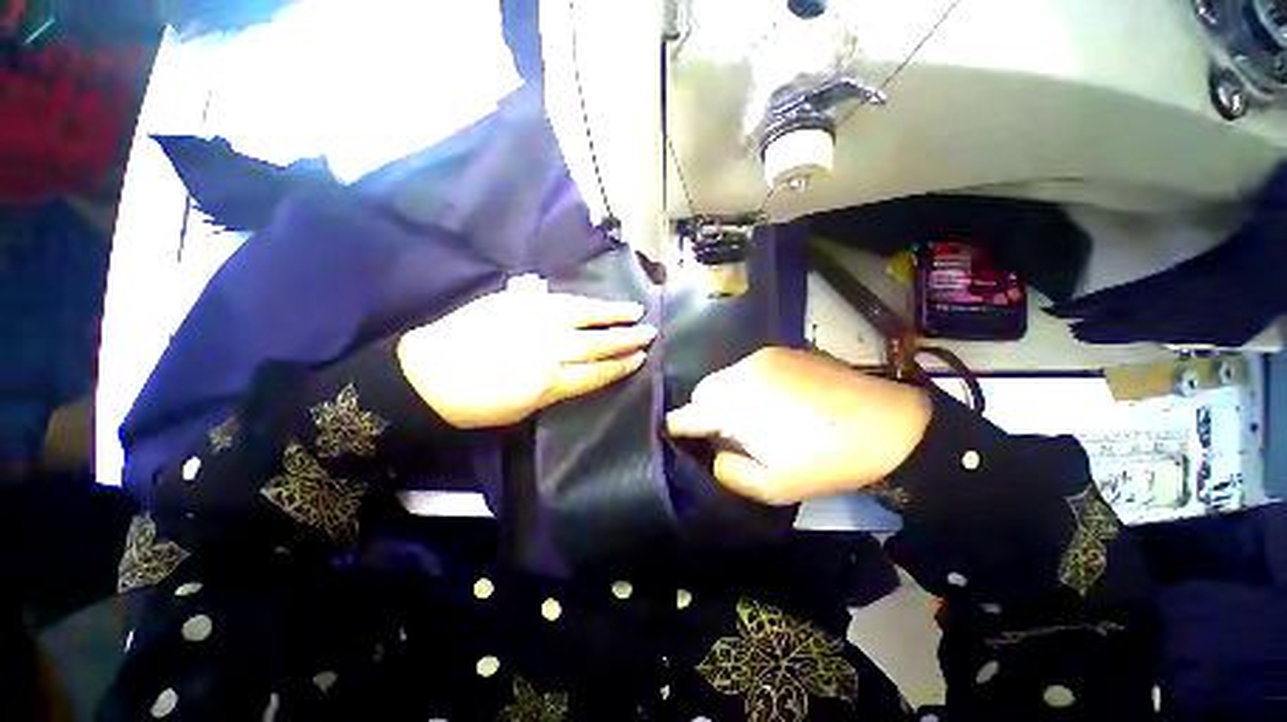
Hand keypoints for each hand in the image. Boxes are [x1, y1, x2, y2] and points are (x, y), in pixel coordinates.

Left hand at [397, 282, 654, 428]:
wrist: (429, 373)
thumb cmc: (476, 403)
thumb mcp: (523, 409)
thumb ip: (557, 387)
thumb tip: (581, 369)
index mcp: (548, 382)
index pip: (595, 372)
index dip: (620, 366)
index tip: (640, 359)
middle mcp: (547, 349)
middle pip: (596, 343)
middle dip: (626, 339)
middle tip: (650, 333)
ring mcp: (534, 322)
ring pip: (584, 317)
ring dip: (613, 314)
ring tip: (634, 310)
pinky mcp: (519, 304)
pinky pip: (560, 301)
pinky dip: (583, 302)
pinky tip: (597, 301)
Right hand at [666, 347, 931, 503]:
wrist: (889, 424)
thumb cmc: (828, 460)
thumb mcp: (774, 486)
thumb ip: (731, 473)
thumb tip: (715, 455)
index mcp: (735, 404)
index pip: (687, 413)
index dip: (678, 427)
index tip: (679, 438)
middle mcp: (742, 372)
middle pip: (703, 391)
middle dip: (706, 412)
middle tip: (728, 435)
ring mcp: (764, 357)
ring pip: (726, 377)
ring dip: (729, 397)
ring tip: (755, 418)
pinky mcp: (784, 351)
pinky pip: (749, 368)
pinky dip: (749, 385)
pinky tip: (775, 401)